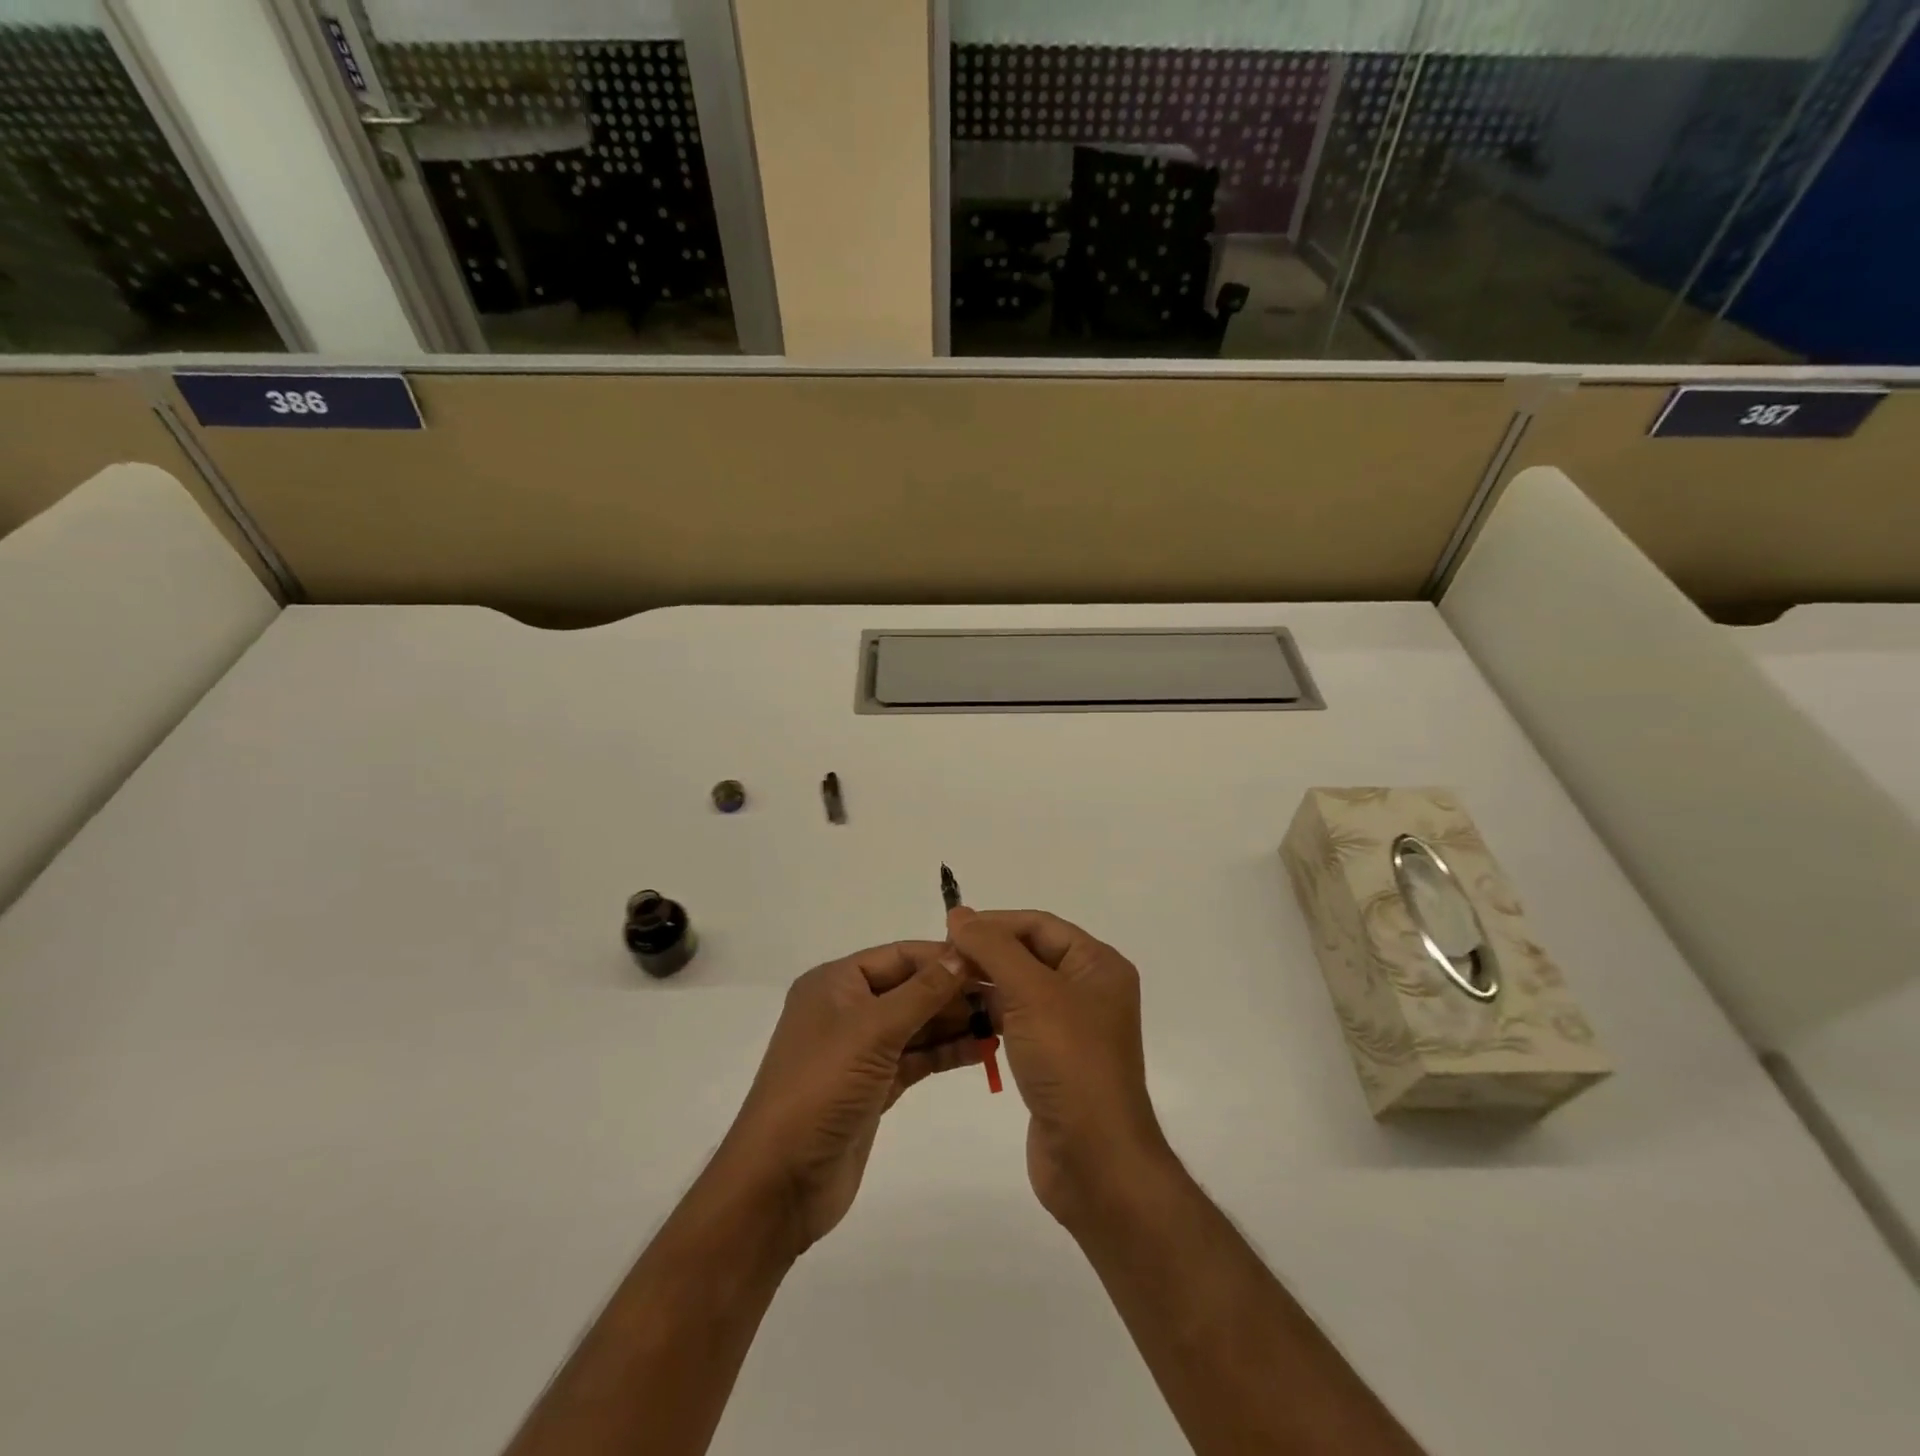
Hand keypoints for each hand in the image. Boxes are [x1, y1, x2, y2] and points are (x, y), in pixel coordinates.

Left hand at [716, 941, 982, 1252]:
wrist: (780, 1182)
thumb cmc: (822, 1088)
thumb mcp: (873, 1030)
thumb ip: (922, 991)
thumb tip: (962, 952)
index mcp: (835, 983)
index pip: (899, 956)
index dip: (944, 956)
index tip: (992, 960)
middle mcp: (847, 1009)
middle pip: (910, 988)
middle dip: (955, 992)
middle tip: (1006, 995)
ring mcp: (859, 1050)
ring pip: (916, 1025)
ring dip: (955, 1022)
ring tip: (1004, 1022)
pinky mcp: (873, 1087)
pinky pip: (916, 1058)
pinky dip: (945, 1052)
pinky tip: (982, 1050)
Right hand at [945, 908, 1171, 1229]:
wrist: (1094, 1160)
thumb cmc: (1069, 1062)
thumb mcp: (1031, 993)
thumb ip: (993, 948)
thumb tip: (960, 913)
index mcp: (1097, 965)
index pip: (1039, 925)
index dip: (995, 923)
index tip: (949, 929)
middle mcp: (1089, 989)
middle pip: (1030, 953)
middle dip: (987, 952)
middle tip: (941, 960)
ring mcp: (1072, 1026)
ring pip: (1021, 988)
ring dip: (985, 983)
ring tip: (943, 986)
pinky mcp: (1054, 1057)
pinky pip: (1019, 1021)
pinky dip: (992, 1015)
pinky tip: (962, 1019)